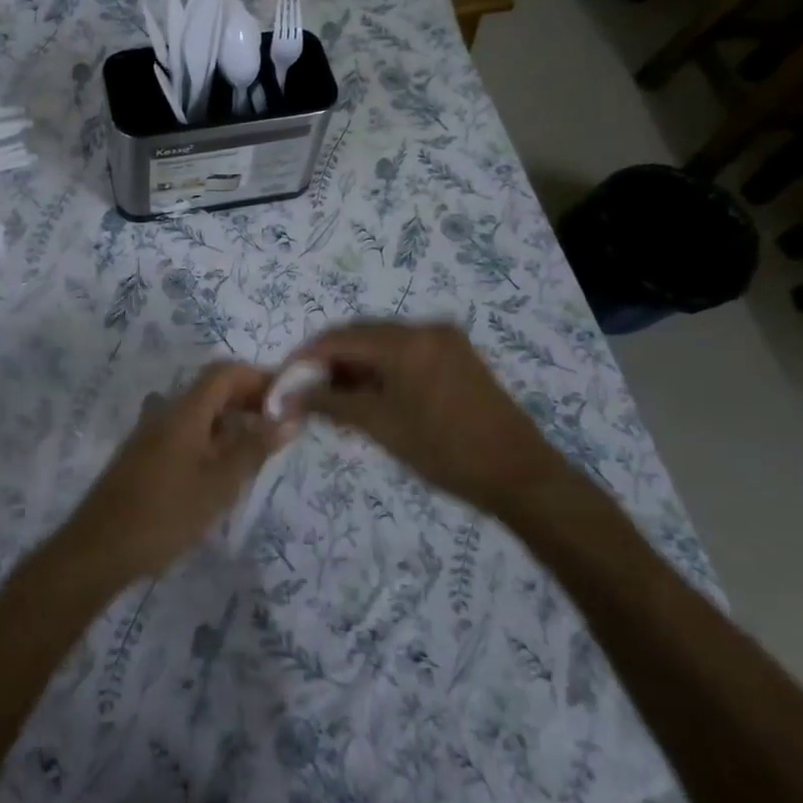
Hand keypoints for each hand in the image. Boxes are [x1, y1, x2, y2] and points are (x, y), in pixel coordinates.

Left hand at [60, 363, 296, 582]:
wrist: (98, 549)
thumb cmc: (163, 515)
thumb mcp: (218, 486)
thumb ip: (253, 450)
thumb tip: (289, 419)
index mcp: (183, 411)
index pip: (224, 373)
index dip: (258, 377)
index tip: (288, 397)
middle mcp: (165, 412)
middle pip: (211, 389)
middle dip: (247, 399)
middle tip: (279, 424)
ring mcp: (150, 433)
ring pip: (198, 412)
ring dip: (229, 420)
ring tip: (257, 447)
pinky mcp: (143, 455)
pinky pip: (184, 431)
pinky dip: (210, 437)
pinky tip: (222, 467)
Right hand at [287, 320, 576, 522]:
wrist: (519, 474)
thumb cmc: (444, 451)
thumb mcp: (380, 426)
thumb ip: (331, 404)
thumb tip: (288, 395)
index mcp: (406, 341)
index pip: (339, 337)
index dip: (305, 357)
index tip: (283, 380)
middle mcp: (425, 328)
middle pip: (360, 334)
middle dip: (329, 360)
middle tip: (306, 391)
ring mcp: (444, 339)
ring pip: (382, 343)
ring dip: (355, 364)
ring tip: (334, 397)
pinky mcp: (456, 355)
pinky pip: (405, 352)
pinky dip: (381, 369)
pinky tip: (368, 394)